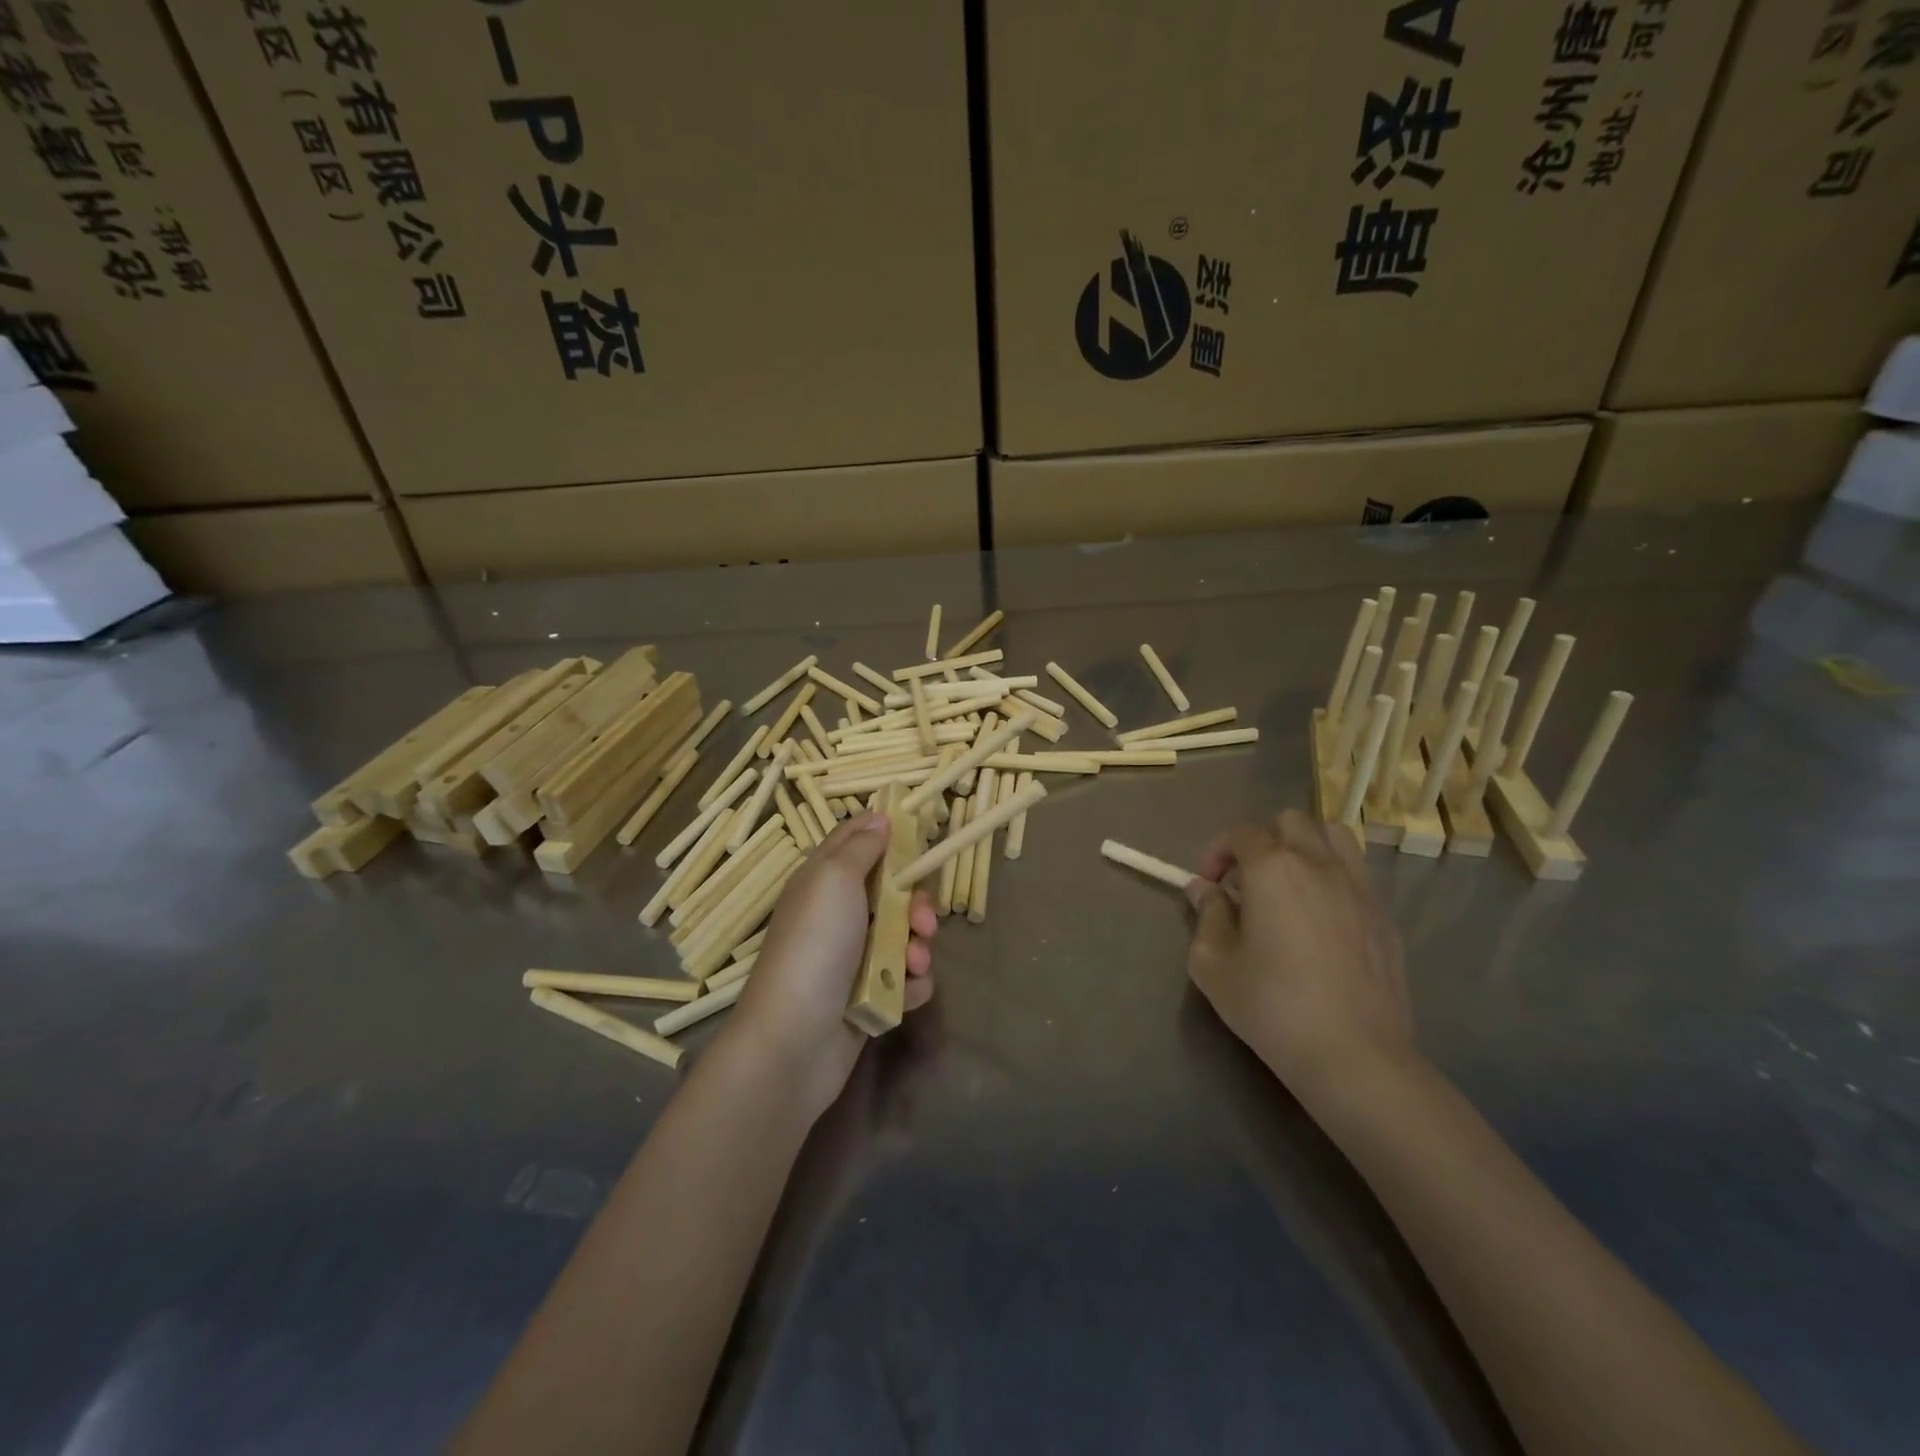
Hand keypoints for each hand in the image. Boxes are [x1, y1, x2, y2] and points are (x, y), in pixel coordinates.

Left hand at [722, 812, 937, 1119]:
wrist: (795, 1039)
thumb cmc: (816, 946)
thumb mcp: (834, 880)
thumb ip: (860, 847)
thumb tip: (879, 818)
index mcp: (823, 881)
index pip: (855, 841)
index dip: (886, 833)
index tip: (918, 832)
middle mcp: (837, 914)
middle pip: (891, 891)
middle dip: (916, 903)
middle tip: (923, 919)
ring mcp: (852, 957)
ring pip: (904, 936)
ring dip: (919, 947)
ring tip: (914, 963)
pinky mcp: (867, 995)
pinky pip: (904, 979)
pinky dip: (911, 984)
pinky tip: (907, 993)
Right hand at [1185, 809, 1414, 1108]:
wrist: (1354, 1055)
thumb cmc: (1272, 1006)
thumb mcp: (1213, 964)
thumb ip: (1207, 916)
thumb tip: (1206, 890)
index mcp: (1273, 868)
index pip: (1241, 832)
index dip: (1217, 851)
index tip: (1208, 885)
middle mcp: (1319, 864)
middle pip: (1290, 822)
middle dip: (1262, 842)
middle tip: (1246, 883)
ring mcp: (1359, 888)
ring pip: (1333, 836)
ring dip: (1305, 848)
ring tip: (1290, 886)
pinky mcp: (1385, 917)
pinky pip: (1357, 874)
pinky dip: (1333, 878)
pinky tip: (1322, 921)